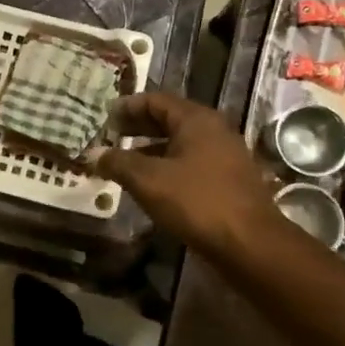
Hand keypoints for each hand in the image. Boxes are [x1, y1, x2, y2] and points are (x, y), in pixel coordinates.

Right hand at [92, 93, 283, 259]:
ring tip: (124, 164)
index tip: (104, 118)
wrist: (250, 245)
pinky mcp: (228, 181)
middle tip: (110, 137)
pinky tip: (151, 186)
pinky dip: (167, 168)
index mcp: (196, 120)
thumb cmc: (197, 202)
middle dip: (138, 128)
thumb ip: (119, 163)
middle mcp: (214, 131)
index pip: (156, 100)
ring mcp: (225, 156)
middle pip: (169, 120)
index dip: (127, 107)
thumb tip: (94, 154)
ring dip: (151, 150)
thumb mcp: (149, 180)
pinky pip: (191, 164)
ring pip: (180, 144)